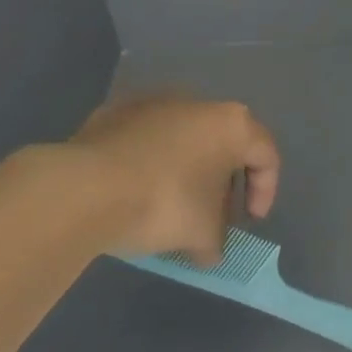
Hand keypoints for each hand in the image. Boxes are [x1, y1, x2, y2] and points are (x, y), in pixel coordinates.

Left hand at [61, 94, 280, 264]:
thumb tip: (208, 249)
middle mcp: (197, 102)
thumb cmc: (164, 203)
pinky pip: (145, 140)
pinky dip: (149, 163)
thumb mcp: (202, 234)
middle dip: (222, 182)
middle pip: (223, 143)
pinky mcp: (114, 112)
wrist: (86, 188)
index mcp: (231, 124)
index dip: (266, 190)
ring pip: (182, 139)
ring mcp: (153, 102)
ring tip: (171, 206)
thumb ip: (216, 240)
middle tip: (212, 216)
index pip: (265, 154)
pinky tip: (136, 192)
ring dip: (185, 170)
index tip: (250, 221)